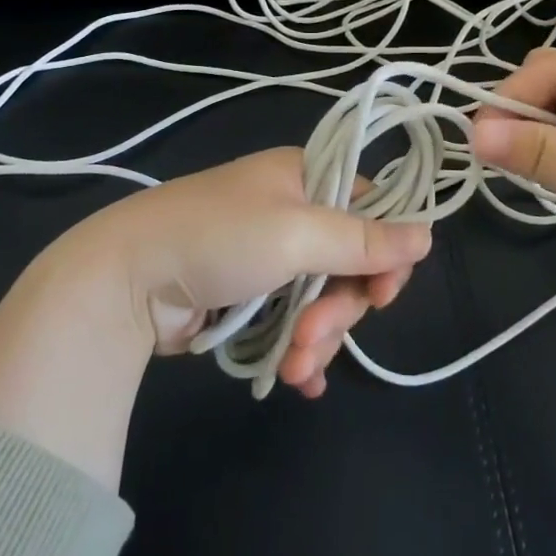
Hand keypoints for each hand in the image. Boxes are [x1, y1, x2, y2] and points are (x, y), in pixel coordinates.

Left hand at [0, 149, 431, 486]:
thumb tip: (429, 235)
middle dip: (339, 308)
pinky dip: (300, 346)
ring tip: (293, 366)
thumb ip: (364, 240)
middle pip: (347, 262)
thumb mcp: (297, 234)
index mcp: (306, 177)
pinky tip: (298, 378)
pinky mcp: (248, 292)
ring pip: (321, 297)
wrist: (126, 278)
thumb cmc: (218, 238)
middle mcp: (292, 210)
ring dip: (316, 336)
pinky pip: (292, 317)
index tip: (382, 295)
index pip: (371, 209)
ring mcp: (269, 253)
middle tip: (315, 336)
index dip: (385, 253)